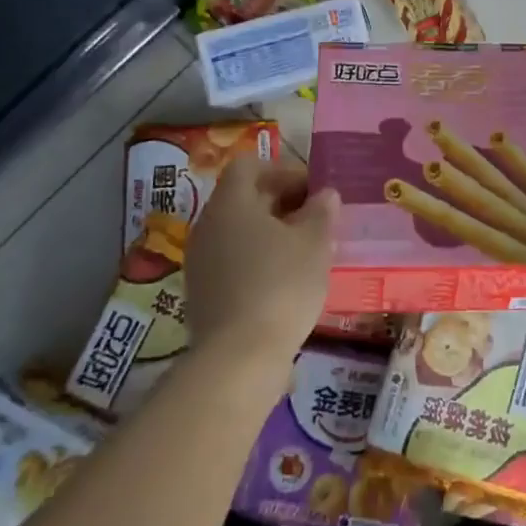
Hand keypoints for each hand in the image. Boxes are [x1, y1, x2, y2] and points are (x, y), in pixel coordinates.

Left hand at [184, 155, 337, 378]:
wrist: (238, 359)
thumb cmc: (280, 285)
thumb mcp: (315, 242)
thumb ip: (321, 211)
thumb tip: (325, 195)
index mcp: (231, 202)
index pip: (250, 166)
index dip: (283, 171)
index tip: (312, 190)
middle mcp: (208, 225)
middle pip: (244, 199)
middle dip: (282, 203)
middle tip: (317, 220)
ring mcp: (201, 262)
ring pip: (239, 233)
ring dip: (272, 235)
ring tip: (307, 253)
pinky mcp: (203, 295)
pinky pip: (233, 263)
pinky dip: (259, 263)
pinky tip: (287, 283)